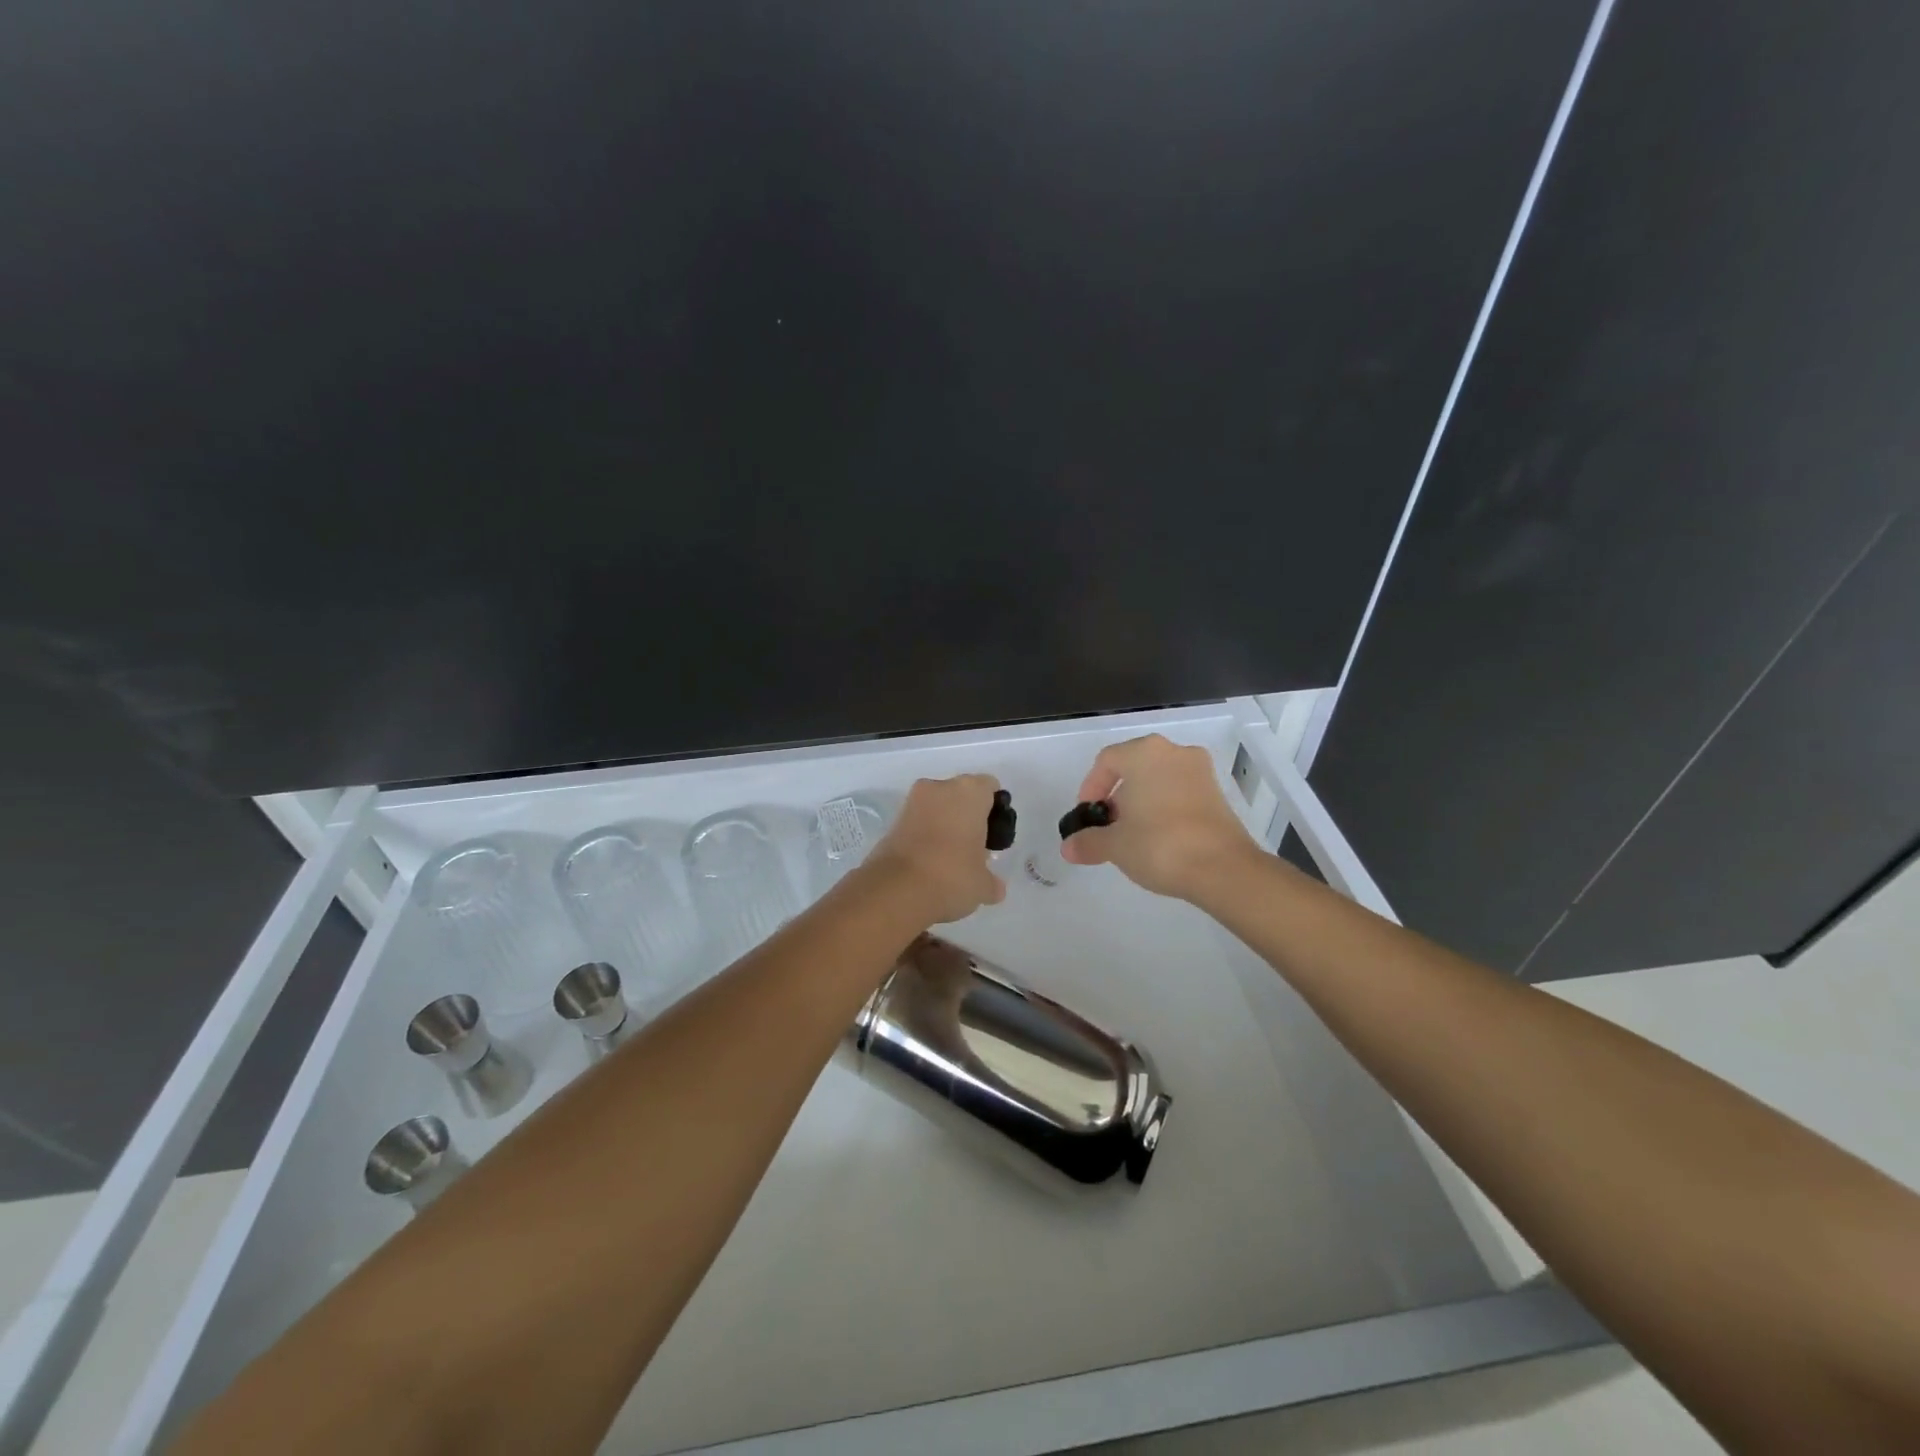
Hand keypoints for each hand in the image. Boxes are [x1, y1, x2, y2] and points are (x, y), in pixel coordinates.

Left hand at [865, 774, 1007, 923]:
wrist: (895, 891)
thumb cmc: (952, 877)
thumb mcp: (983, 885)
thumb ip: (992, 881)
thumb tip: (994, 886)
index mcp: (969, 792)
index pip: (988, 787)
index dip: (994, 809)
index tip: (994, 834)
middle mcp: (939, 788)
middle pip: (960, 794)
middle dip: (967, 816)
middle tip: (974, 847)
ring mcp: (911, 802)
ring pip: (937, 807)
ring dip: (944, 825)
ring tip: (951, 859)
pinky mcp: (892, 822)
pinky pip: (918, 823)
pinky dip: (925, 836)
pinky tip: (930, 863)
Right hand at [1061, 734, 1258, 901]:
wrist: (1222, 869)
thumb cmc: (1159, 845)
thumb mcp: (1115, 845)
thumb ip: (1088, 842)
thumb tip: (1068, 848)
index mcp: (1144, 753)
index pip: (1106, 761)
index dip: (1090, 788)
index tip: (1088, 815)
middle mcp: (1174, 752)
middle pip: (1134, 767)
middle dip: (1116, 796)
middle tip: (1108, 826)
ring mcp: (1200, 771)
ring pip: (1158, 779)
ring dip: (1141, 802)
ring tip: (1132, 835)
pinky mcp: (1217, 793)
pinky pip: (1179, 792)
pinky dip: (1164, 808)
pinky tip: (1159, 838)